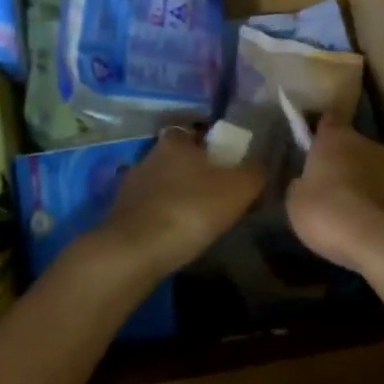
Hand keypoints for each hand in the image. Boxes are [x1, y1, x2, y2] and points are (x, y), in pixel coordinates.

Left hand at [87, 127, 265, 282]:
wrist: (134, 251)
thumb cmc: (190, 210)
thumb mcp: (238, 189)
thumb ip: (255, 173)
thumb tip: (262, 164)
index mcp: (175, 141)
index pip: (195, 131)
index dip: (212, 145)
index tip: (228, 164)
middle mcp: (149, 155)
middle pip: (179, 158)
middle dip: (196, 172)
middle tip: (220, 193)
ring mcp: (131, 185)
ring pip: (163, 183)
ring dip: (178, 195)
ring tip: (200, 218)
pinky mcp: (121, 213)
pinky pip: (151, 208)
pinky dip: (164, 217)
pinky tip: (177, 234)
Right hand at [286, 118, 383, 276]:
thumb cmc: (333, 215)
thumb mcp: (295, 205)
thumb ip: (299, 186)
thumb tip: (304, 182)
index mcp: (336, 138)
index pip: (328, 120)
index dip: (320, 130)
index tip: (311, 144)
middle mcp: (369, 144)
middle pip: (352, 145)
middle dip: (342, 162)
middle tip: (328, 187)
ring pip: (373, 170)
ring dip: (364, 184)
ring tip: (351, 213)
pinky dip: (381, 206)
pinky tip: (371, 228)